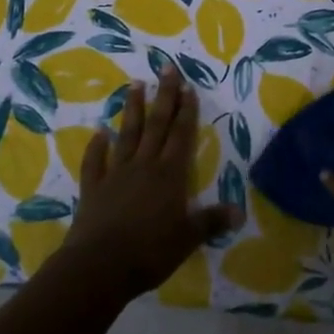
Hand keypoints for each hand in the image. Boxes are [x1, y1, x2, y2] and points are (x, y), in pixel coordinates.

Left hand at [62, 69, 242, 300]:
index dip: (186, 110)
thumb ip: (211, 221)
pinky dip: (96, 146)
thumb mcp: (188, 238)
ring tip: (135, 84)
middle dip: (164, 96)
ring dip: (132, 109)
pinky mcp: (93, 188)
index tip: (188, 85)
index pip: (181, 135)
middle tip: (166, 67)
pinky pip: (95, 162)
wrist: (99, 266)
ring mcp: (116, 174)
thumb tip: (240, 212)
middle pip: (156, 124)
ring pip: (127, 134)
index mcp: (170, 174)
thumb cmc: (150, 251)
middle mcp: (144, 165)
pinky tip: (99, 132)